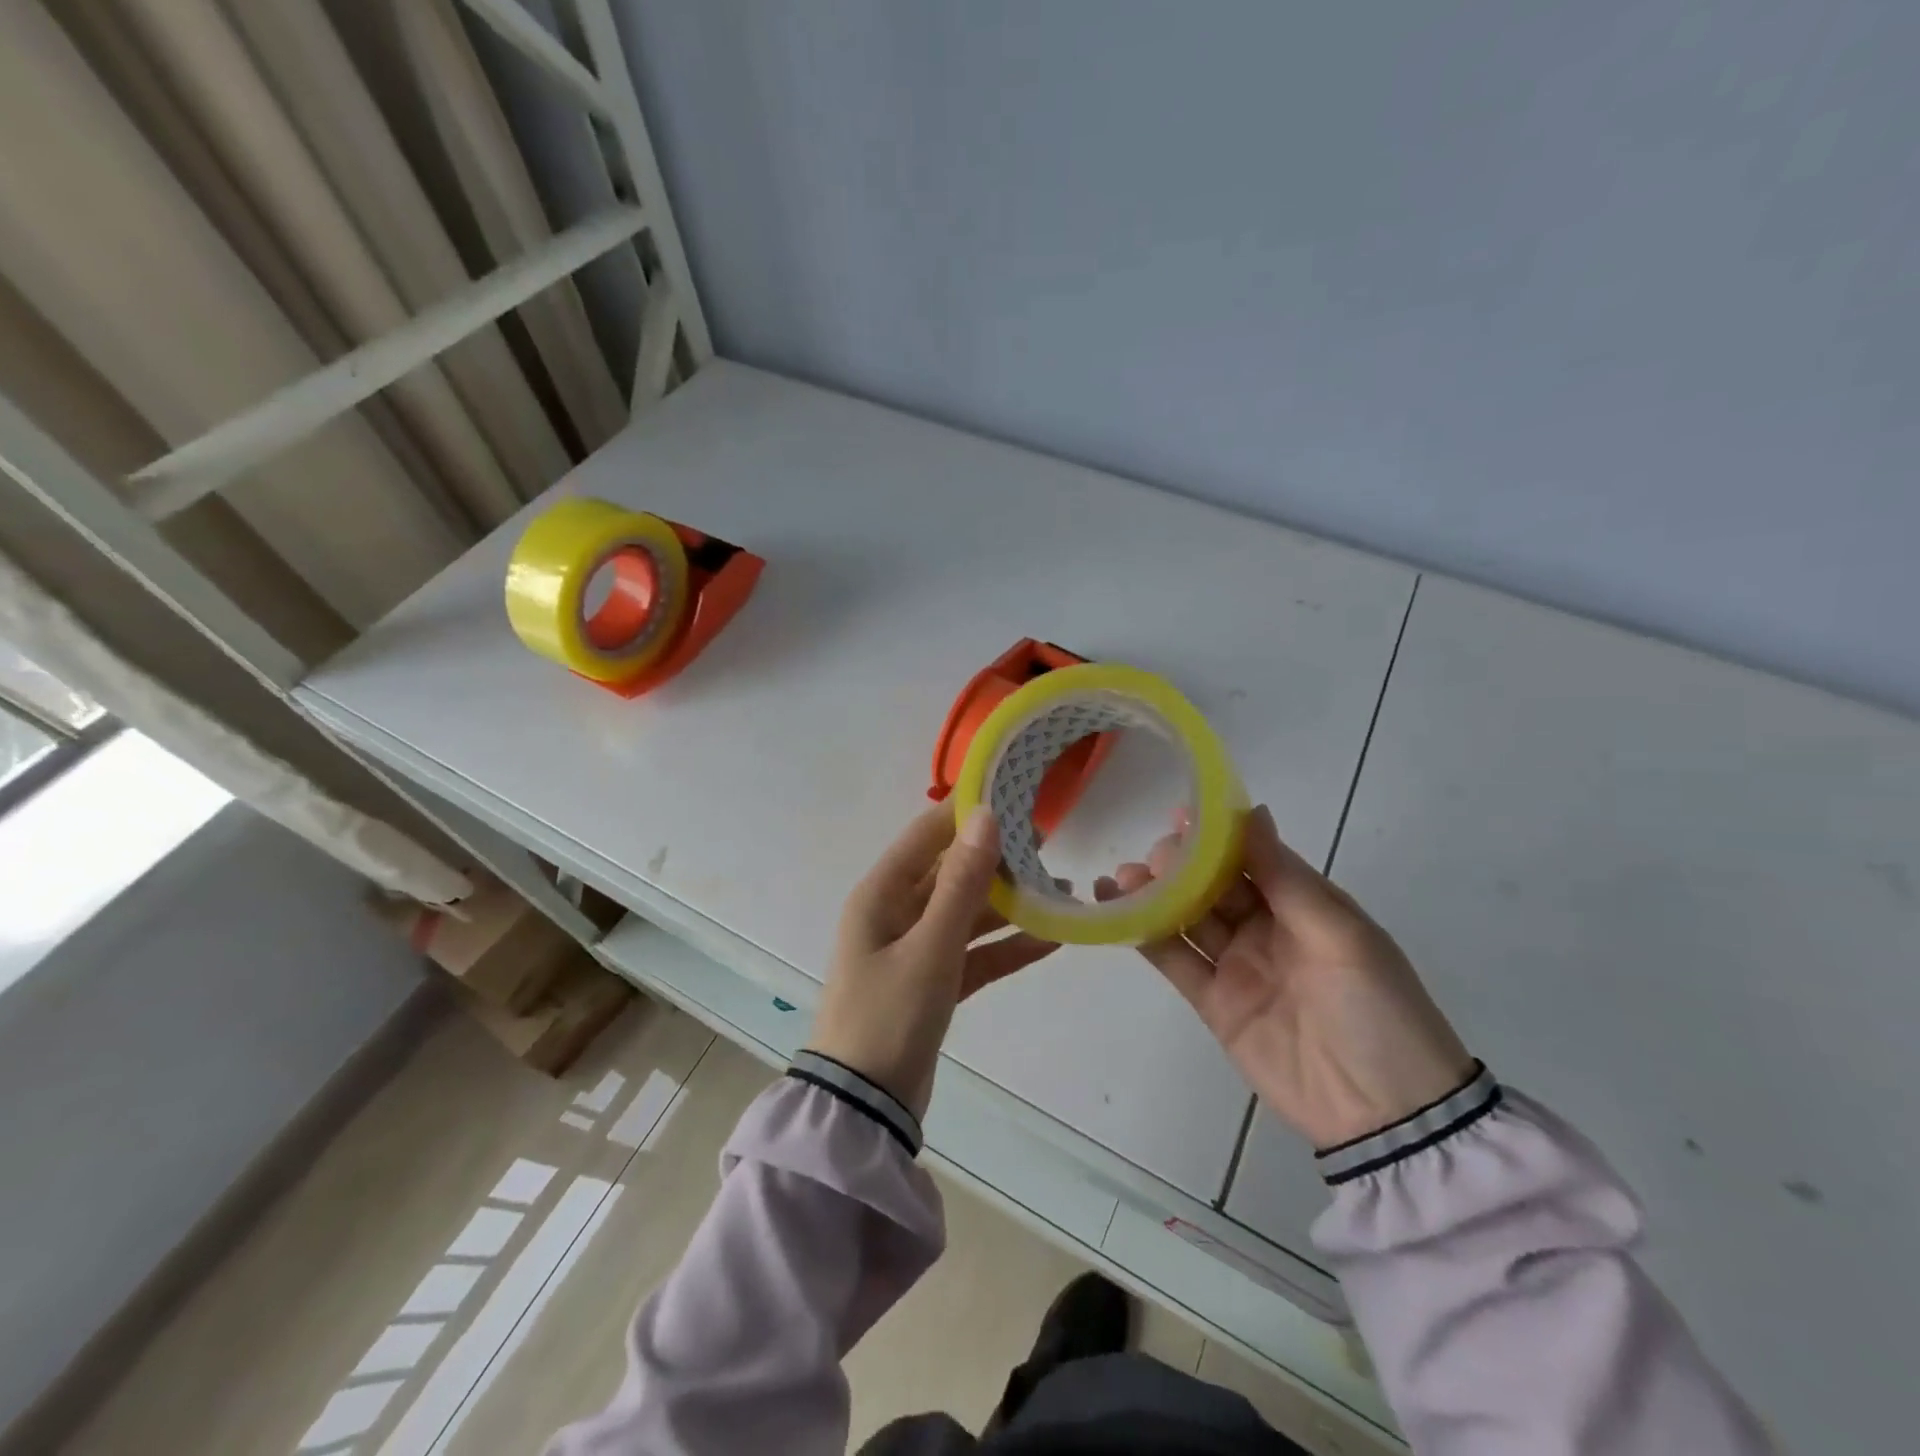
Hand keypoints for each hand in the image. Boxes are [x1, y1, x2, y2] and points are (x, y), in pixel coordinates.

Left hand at [808, 805, 1058, 1117]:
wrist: (865, 1108)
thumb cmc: (889, 1016)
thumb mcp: (930, 947)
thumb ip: (961, 884)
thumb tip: (984, 816)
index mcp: (881, 894)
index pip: (927, 835)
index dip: (966, 813)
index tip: (1012, 794)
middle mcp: (895, 913)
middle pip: (951, 873)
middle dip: (996, 859)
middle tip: (1048, 843)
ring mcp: (915, 949)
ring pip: (967, 913)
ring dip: (1008, 904)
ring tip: (1061, 887)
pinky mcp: (933, 982)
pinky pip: (974, 953)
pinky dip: (1006, 946)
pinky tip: (1051, 939)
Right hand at [1097, 805, 1473, 1148]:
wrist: (1385, 1115)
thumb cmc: (1377, 1010)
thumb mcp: (1341, 935)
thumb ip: (1286, 878)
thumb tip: (1252, 812)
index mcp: (1301, 904)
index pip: (1250, 856)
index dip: (1215, 835)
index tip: (1179, 816)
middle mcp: (1264, 927)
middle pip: (1211, 884)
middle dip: (1178, 864)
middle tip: (1151, 859)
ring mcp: (1236, 965)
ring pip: (1186, 917)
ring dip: (1153, 893)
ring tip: (1121, 876)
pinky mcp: (1213, 1002)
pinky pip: (1174, 960)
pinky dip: (1143, 934)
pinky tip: (1115, 909)